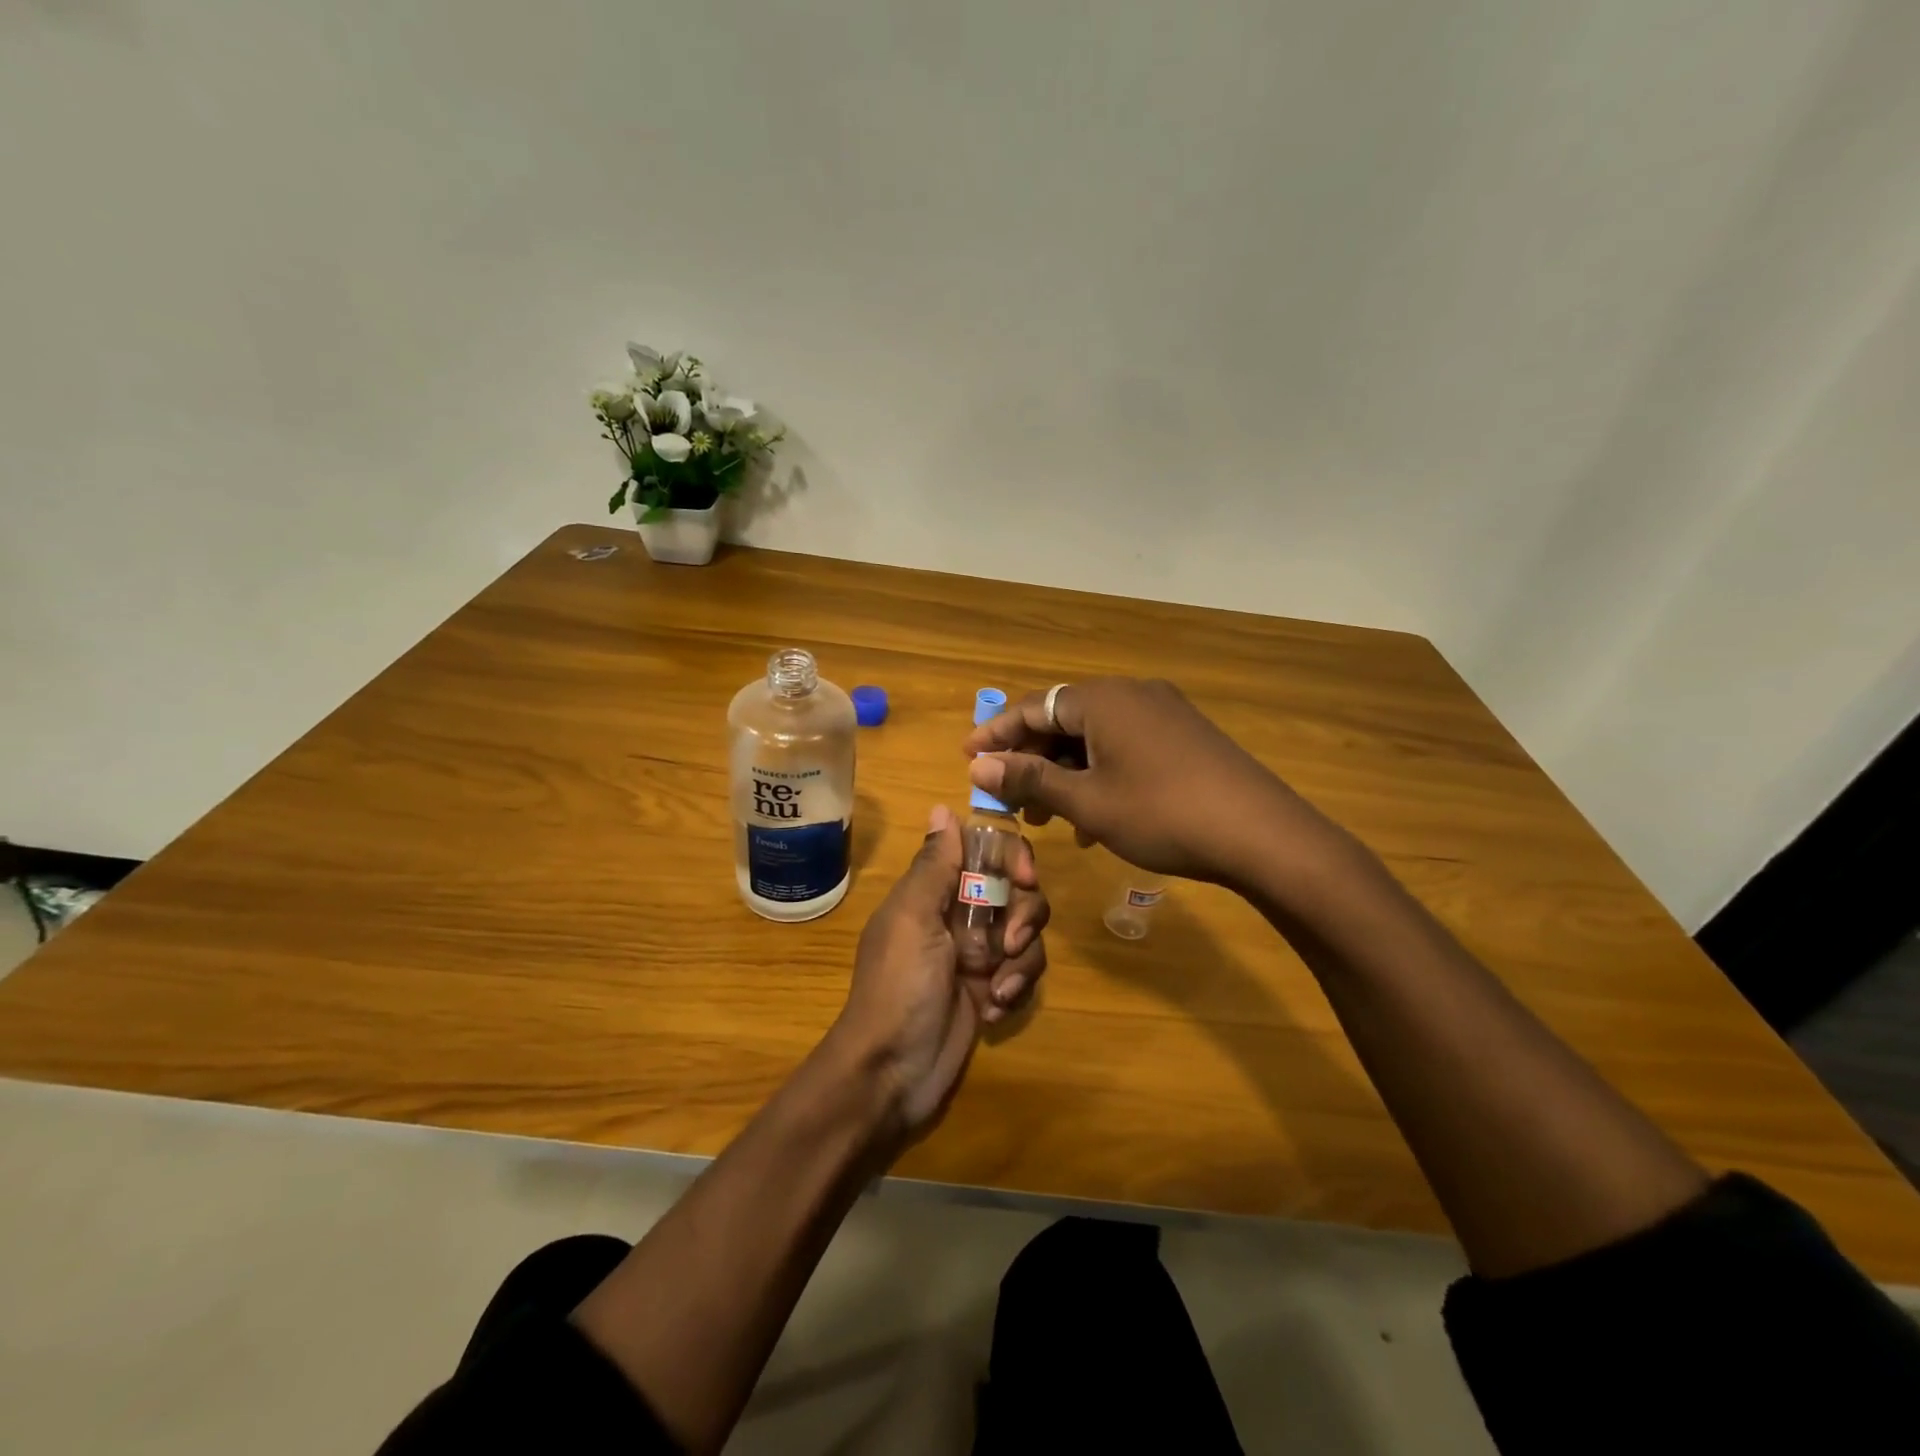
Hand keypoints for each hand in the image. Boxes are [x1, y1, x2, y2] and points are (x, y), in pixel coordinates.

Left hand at [831, 805, 1049, 1143]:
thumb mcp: (911, 919)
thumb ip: (933, 865)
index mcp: (936, 891)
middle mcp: (960, 916)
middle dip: (1023, 915)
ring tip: (998, 989)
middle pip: (1017, 891)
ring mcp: (978, 955)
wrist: (891, 1072)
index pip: (986, 852)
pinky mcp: (992, 989)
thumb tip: (942, 807)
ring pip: (1028, 933)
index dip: (1012, 857)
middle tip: (1009, 943)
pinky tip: (994, 1009)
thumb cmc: (898, 986)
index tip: (1024, 878)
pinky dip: (1016, 988)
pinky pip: (1025, 972)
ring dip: (1021, 960)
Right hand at [964, 677, 1330, 886]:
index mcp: (1102, 700)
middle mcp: (1131, 694)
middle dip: (1031, 760)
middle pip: (1063, 721)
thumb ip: (1030, 779)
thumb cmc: (1162, 814)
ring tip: (1049, 817)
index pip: (1032, 707)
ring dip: (1065, 773)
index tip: (966, 758)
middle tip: (1009, 799)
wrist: (1261, 834)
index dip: (995, 734)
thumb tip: (978, 766)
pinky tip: (1095, 818)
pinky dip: (1100, 775)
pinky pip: (1125, 747)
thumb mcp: (1088, 801)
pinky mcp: (1184, 736)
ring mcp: (1163, 713)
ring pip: (1095, 738)